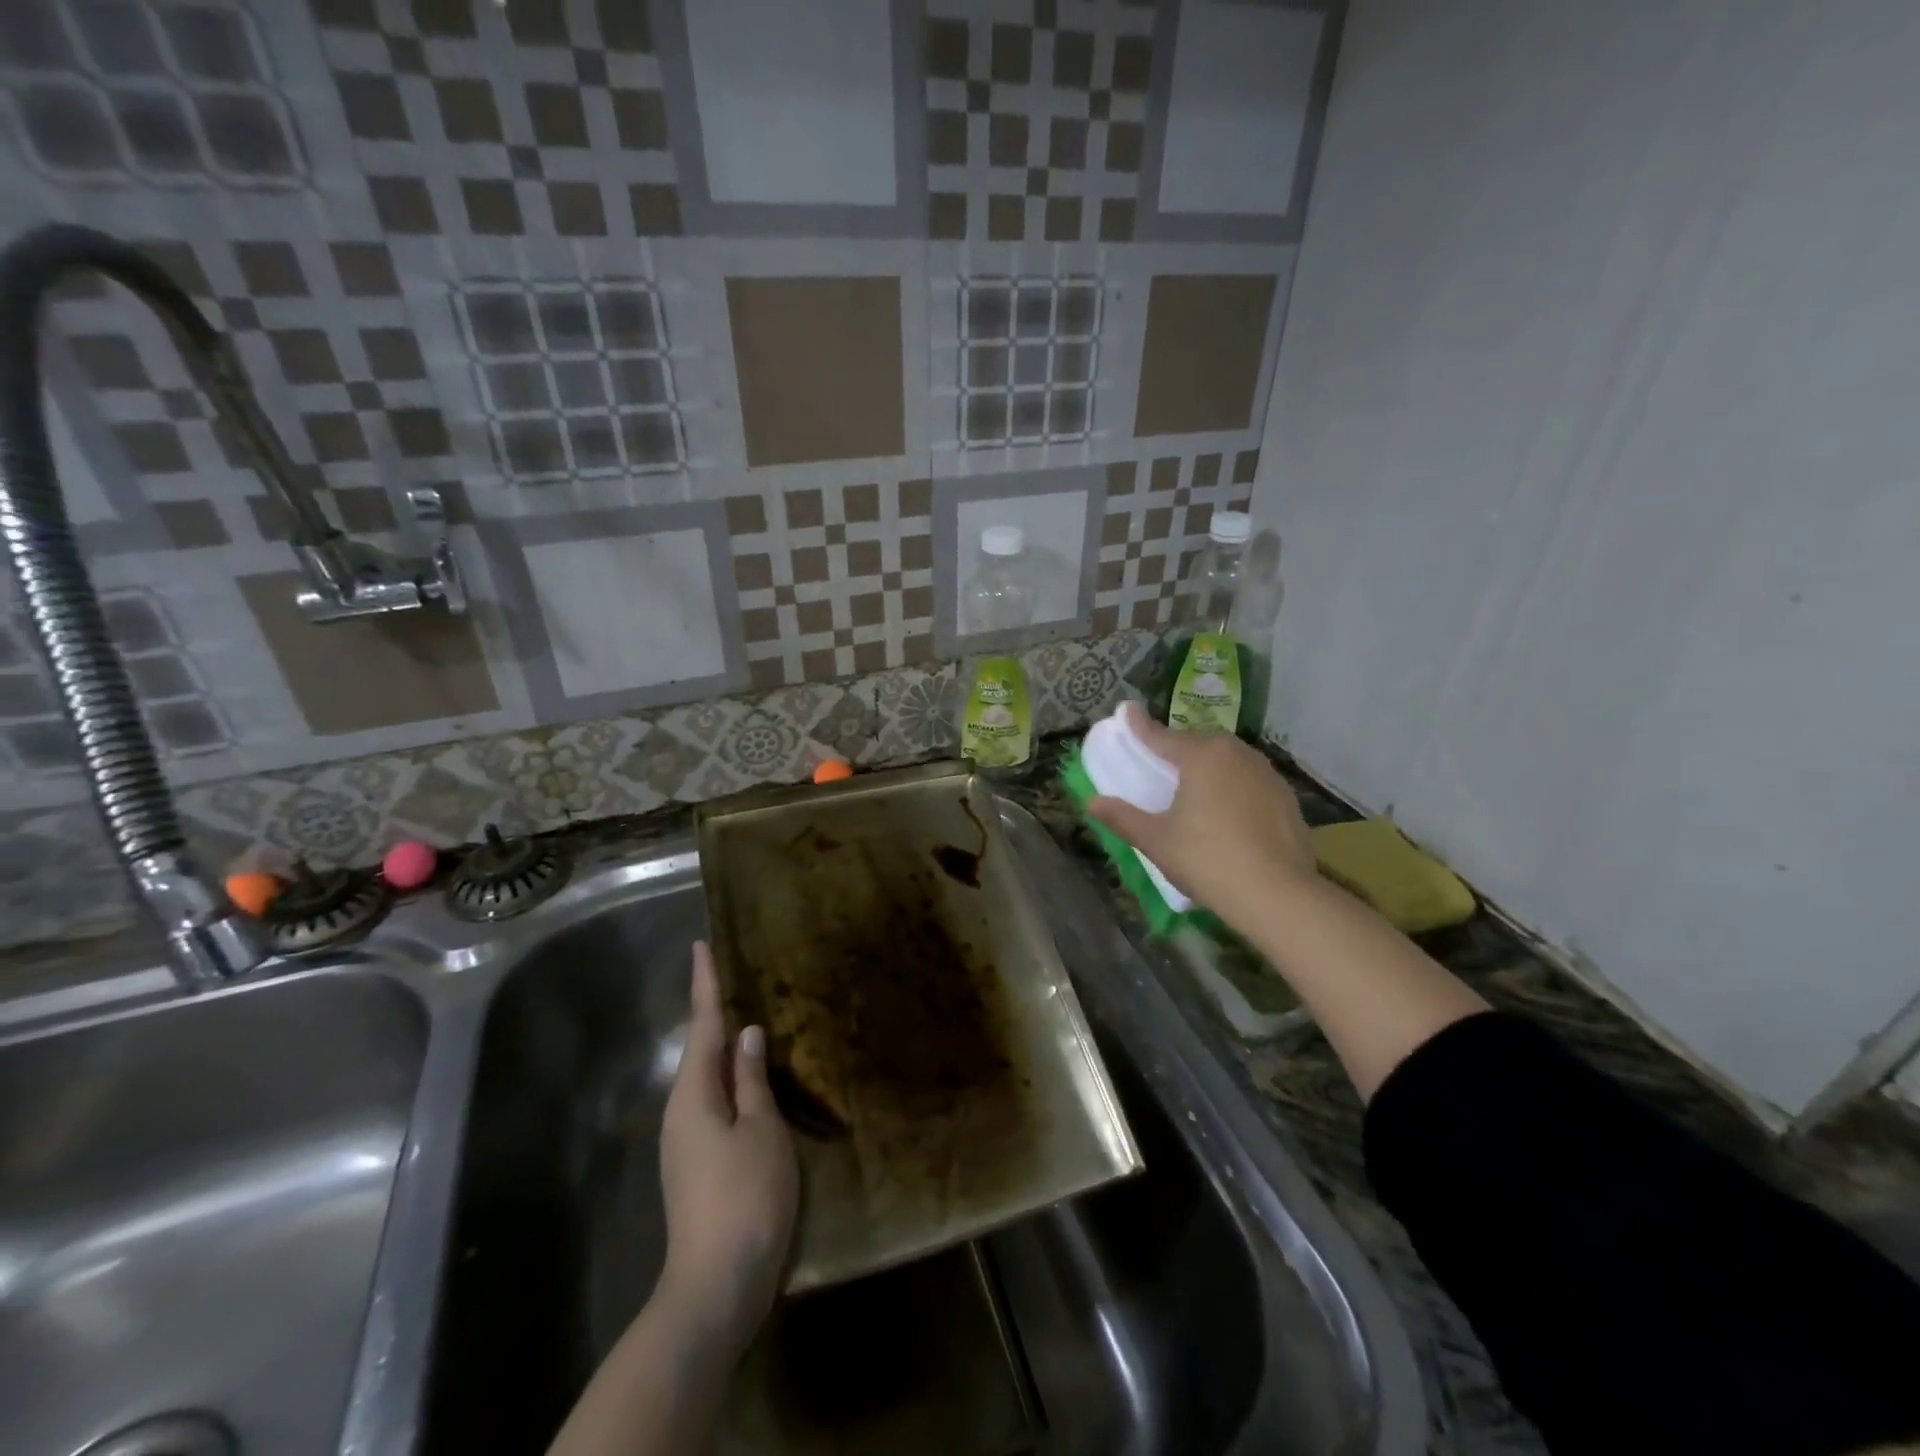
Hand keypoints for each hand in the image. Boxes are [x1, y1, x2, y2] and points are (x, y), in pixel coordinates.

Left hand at [657, 942, 797, 1355]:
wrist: (717, 1285)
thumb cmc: (745, 1196)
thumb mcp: (762, 1130)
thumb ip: (753, 1079)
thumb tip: (747, 1034)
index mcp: (694, 1094)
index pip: (704, 1024)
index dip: (705, 983)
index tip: (700, 945)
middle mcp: (682, 1111)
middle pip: (701, 1050)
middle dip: (716, 1013)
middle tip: (735, 977)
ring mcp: (687, 1141)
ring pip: (708, 1078)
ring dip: (725, 1048)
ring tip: (750, 1020)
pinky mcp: (698, 1164)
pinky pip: (715, 1103)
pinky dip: (732, 1081)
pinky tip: (753, 1080)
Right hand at [1089, 703, 1315, 918]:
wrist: (1277, 895)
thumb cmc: (1207, 860)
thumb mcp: (1156, 840)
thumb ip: (1122, 817)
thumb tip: (1091, 802)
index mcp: (1202, 756)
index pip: (1162, 737)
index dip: (1140, 726)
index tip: (1127, 710)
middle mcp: (1237, 755)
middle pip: (1200, 744)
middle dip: (1180, 749)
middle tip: (1163, 765)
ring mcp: (1268, 775)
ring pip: (1230, 762)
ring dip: (1211, 769)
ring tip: (1196, 791)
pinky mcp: (1287, 800)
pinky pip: (1251, 784)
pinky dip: (1236, 790)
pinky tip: (1229, 815)